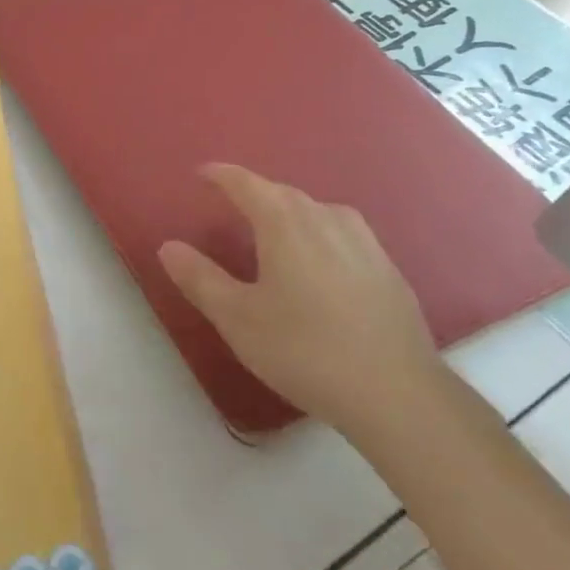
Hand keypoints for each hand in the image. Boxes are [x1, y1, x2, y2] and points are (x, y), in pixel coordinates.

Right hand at [157, 164, 441, 436]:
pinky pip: (342, 234)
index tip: (201, 173)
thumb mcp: (237, 318)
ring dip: (290, 212)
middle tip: (231, 204)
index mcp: (285, 223)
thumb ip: (200, 278)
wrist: (400, 397)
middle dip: (255, 193)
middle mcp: (326, 220)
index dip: (221, 175)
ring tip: (274, 229)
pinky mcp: (388, 271)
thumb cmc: (306, 350)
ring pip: (317, 211)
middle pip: (283, 193)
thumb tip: (169, 246)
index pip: (246, 184)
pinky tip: (318, 263)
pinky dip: (319, 234)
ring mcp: (364, 244)